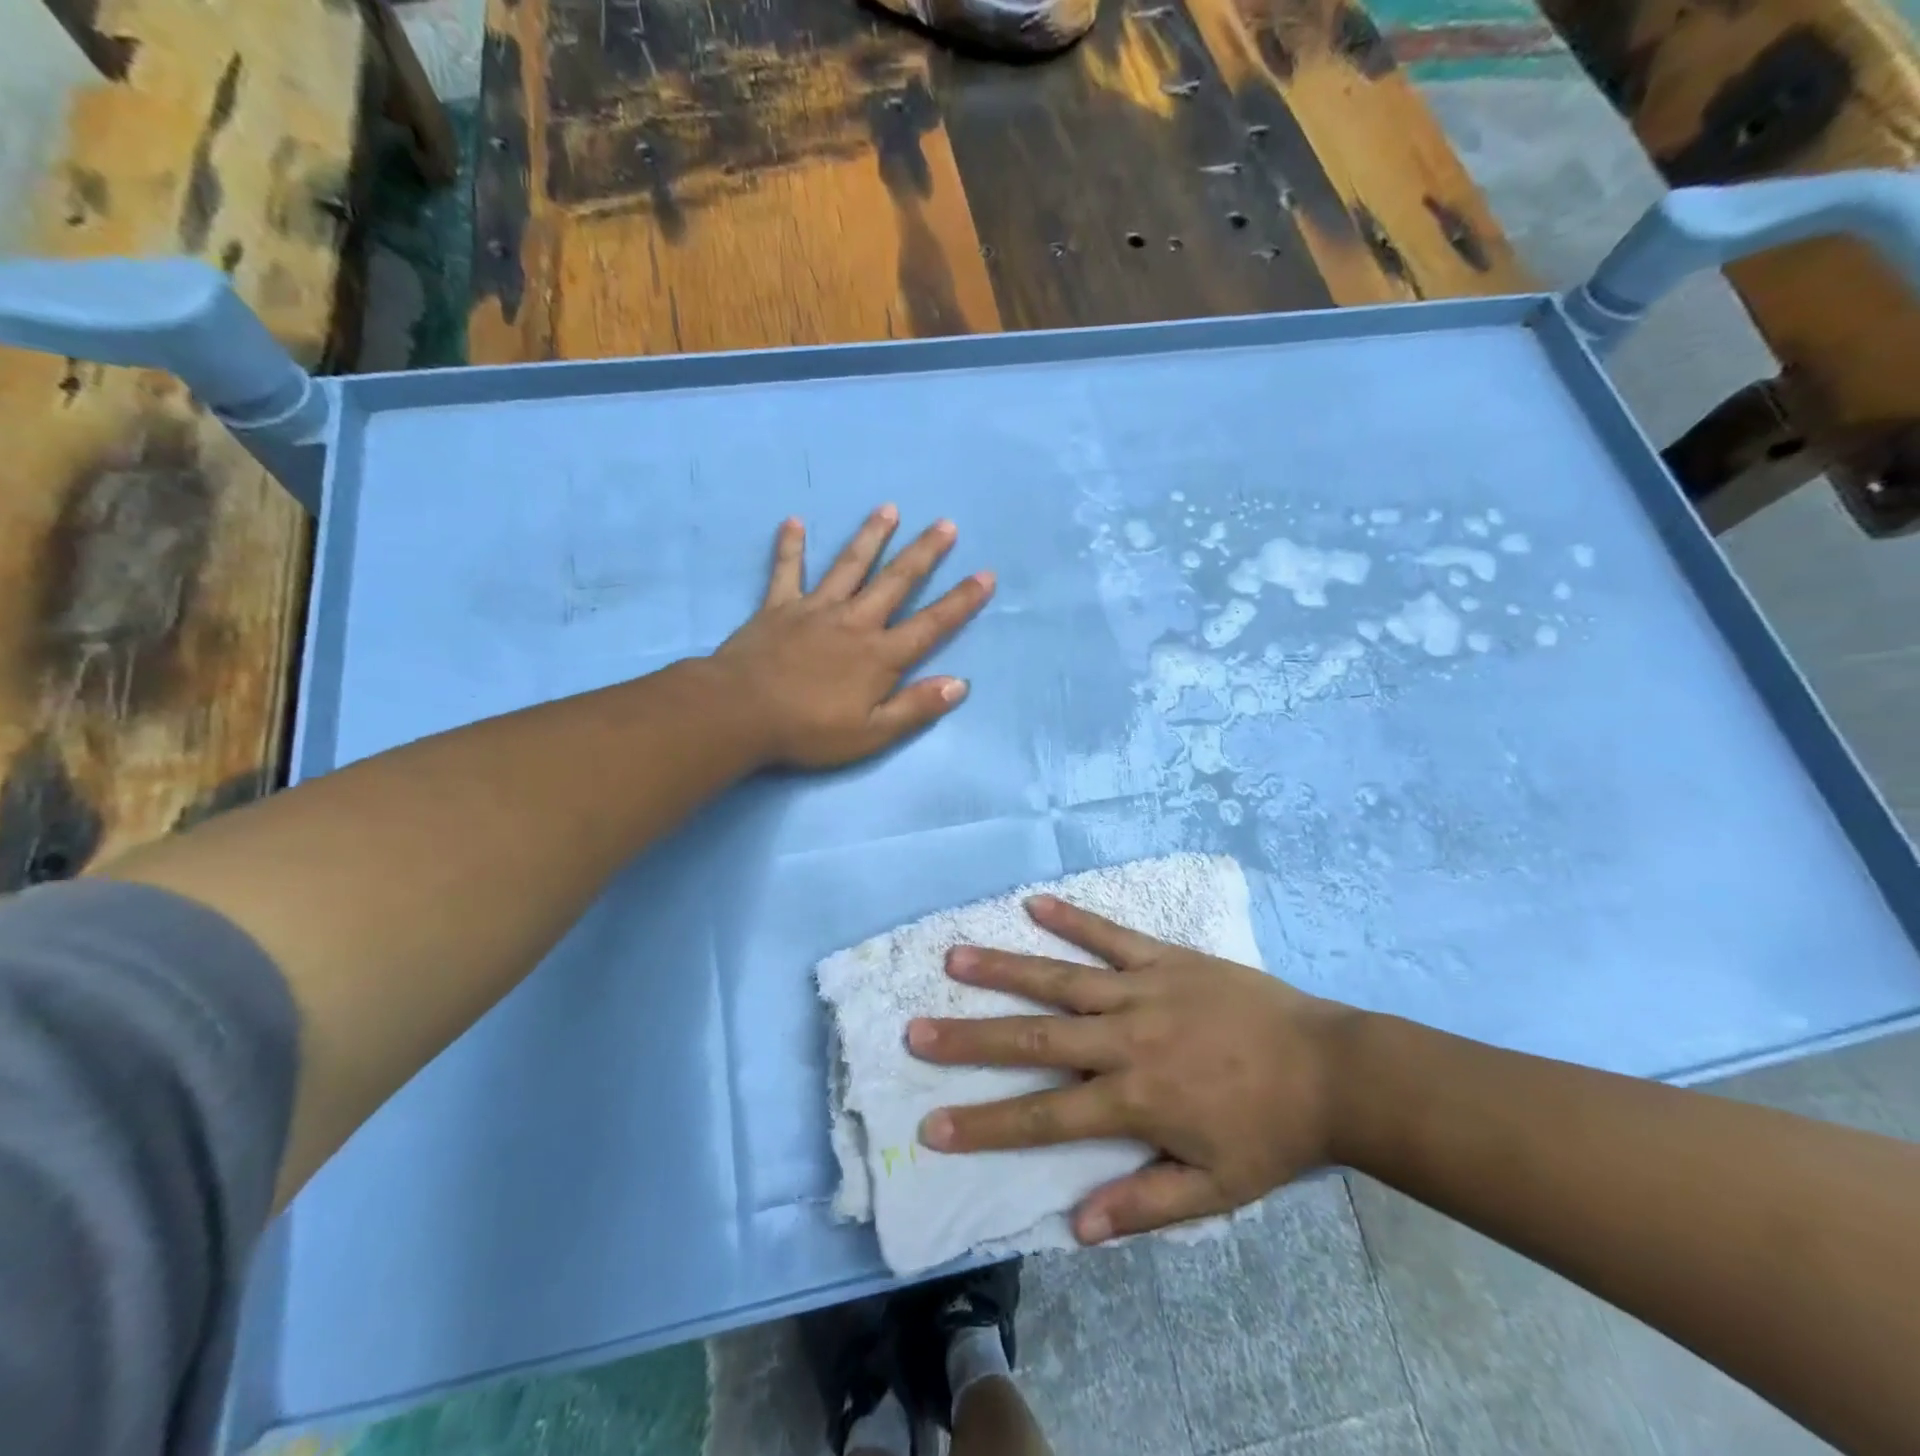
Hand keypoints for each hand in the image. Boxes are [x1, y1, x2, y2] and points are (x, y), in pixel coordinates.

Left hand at [711, 507, 994, 768]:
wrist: (740, 713)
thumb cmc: (809, 730)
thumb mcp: (872, 734)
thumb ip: (916, 707)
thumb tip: (960, 684)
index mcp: (880, 655)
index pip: (931, 624)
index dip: (961, 601)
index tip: (985, 575)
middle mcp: (855, 622)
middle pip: (896, 581)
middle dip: (924, 553)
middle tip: (945, 524)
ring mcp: (815, 609)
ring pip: (849, 565)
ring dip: (871, 536)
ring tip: (889, 509)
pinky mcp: (778, 607)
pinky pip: (787, 571)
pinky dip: (791, 547)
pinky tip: (794, 522)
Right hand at [905, 894, 1353, 1242]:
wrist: (1332, 1069)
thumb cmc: (1270, 1133)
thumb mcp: (1215, 1188)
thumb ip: (1144, 1204)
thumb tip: (1075, 1225)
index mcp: (1134, 1099)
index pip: (1043, 1115)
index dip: (985, 1122)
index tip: (933, 1126)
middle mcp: (1125, 1039)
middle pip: (1034, 1038)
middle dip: (970, 1038)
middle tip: (916, 1032)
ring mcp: (1143, 990)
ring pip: (1060, 978)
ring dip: (1005, 969)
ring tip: (954, 958)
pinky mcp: (1165, 958)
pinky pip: (1112, 935)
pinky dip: (1073, 919)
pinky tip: (1035, 903)